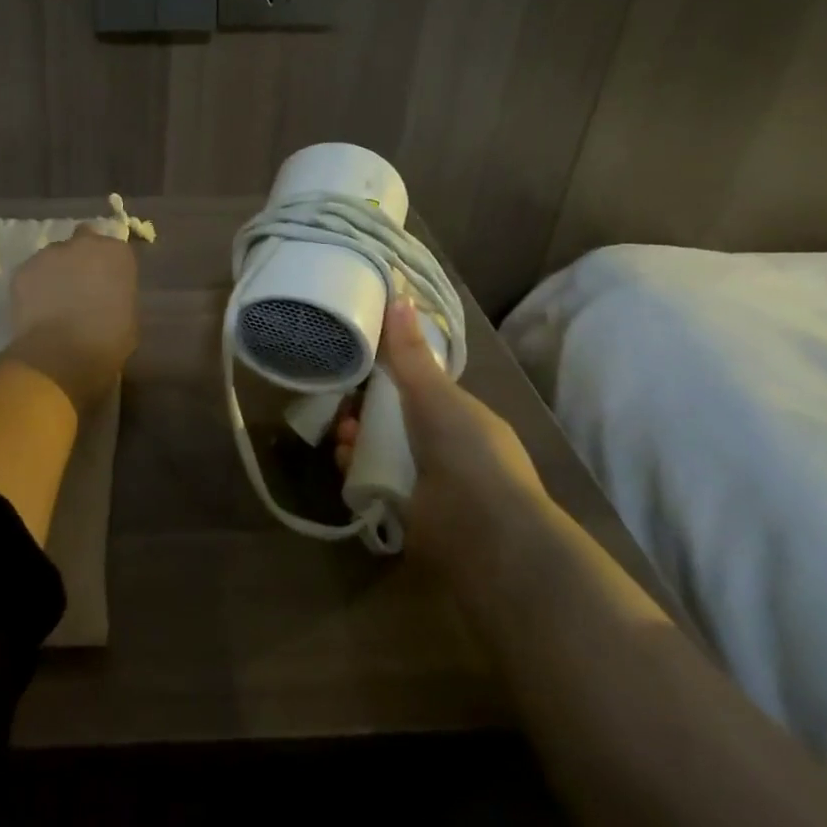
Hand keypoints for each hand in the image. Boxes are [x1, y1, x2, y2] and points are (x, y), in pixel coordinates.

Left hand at [5, 225, 138, 412]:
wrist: (60, 354)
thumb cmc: (106, 340)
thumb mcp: (130, 317)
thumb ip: (120, 294)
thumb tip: (109, 295)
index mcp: (116, 253)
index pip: (115, 250)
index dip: (109, 267)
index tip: (107, 284)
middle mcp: (83, 243)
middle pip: (83, 241)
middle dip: (82, 258)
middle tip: (80, 286)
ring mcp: (49, 253)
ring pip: (54, 256)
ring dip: (57, 271)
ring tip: (55, 300)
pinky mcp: (23, 269)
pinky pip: (33, 273)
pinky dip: (35, 285)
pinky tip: (37, 308)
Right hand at [334, 299, 547, 573]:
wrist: (484, 533)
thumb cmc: (466, 452)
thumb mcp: (435, 394)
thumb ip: (410, 352)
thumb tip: (399, 293)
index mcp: (461, 416)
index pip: (418, 389)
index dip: (387, 377)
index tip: (359, 367)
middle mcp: (446, 448)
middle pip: (392, 420)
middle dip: (363, 411)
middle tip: (343, 408)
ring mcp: (428, 482)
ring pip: (379, 451)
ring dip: (355, 440)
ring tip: (342, 438)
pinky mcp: (407, 512)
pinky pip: (372, 482)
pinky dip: (356, 471)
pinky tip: (345, 464)